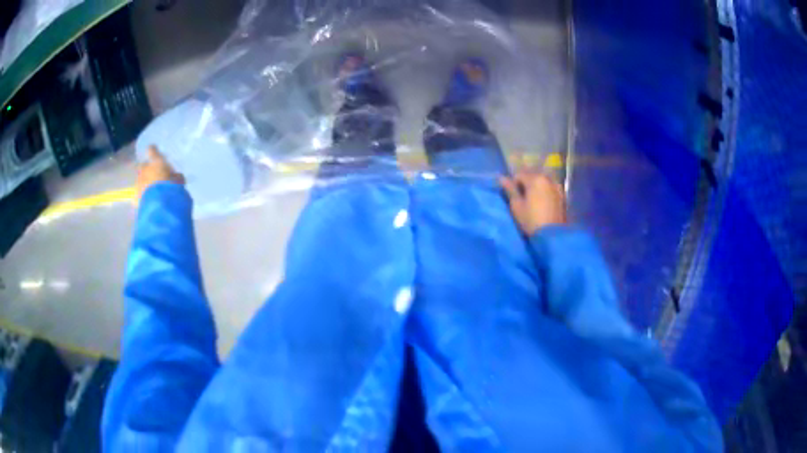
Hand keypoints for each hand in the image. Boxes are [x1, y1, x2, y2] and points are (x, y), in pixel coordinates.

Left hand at [136, 146, 184, 203]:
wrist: (160, 204)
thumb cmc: (171, 187)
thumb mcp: (178, 180)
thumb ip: (176, 177)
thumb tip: (177, 177)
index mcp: (156, 161)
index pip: (152, 150)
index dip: (153, 150)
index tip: (153, 149)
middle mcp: (145, 169)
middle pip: (143, 165)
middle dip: (146, 168)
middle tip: (152, 174)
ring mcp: (139, 182)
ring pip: (139, 179)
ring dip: (144, 182)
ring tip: (150, 189)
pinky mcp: (135, 196)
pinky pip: (137, 194)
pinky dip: (140, 196)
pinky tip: (145, 200)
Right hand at [500, 172, 566, 234]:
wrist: (553, 235)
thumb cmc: (531, 220)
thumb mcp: (517, 206)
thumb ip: (510, 190)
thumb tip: (502, 178)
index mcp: (535, 179)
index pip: (519, 175)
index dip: (513, 185)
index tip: (512, 197)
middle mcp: (547, 178)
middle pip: (532, 176)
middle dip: (525, 184)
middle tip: (522, 199)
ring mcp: (557, 186)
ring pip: (542, 182)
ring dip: (536, 188)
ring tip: (532, 201)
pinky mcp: (562, 195)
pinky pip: (550, 188)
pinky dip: (545, 192)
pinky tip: (542, 203)